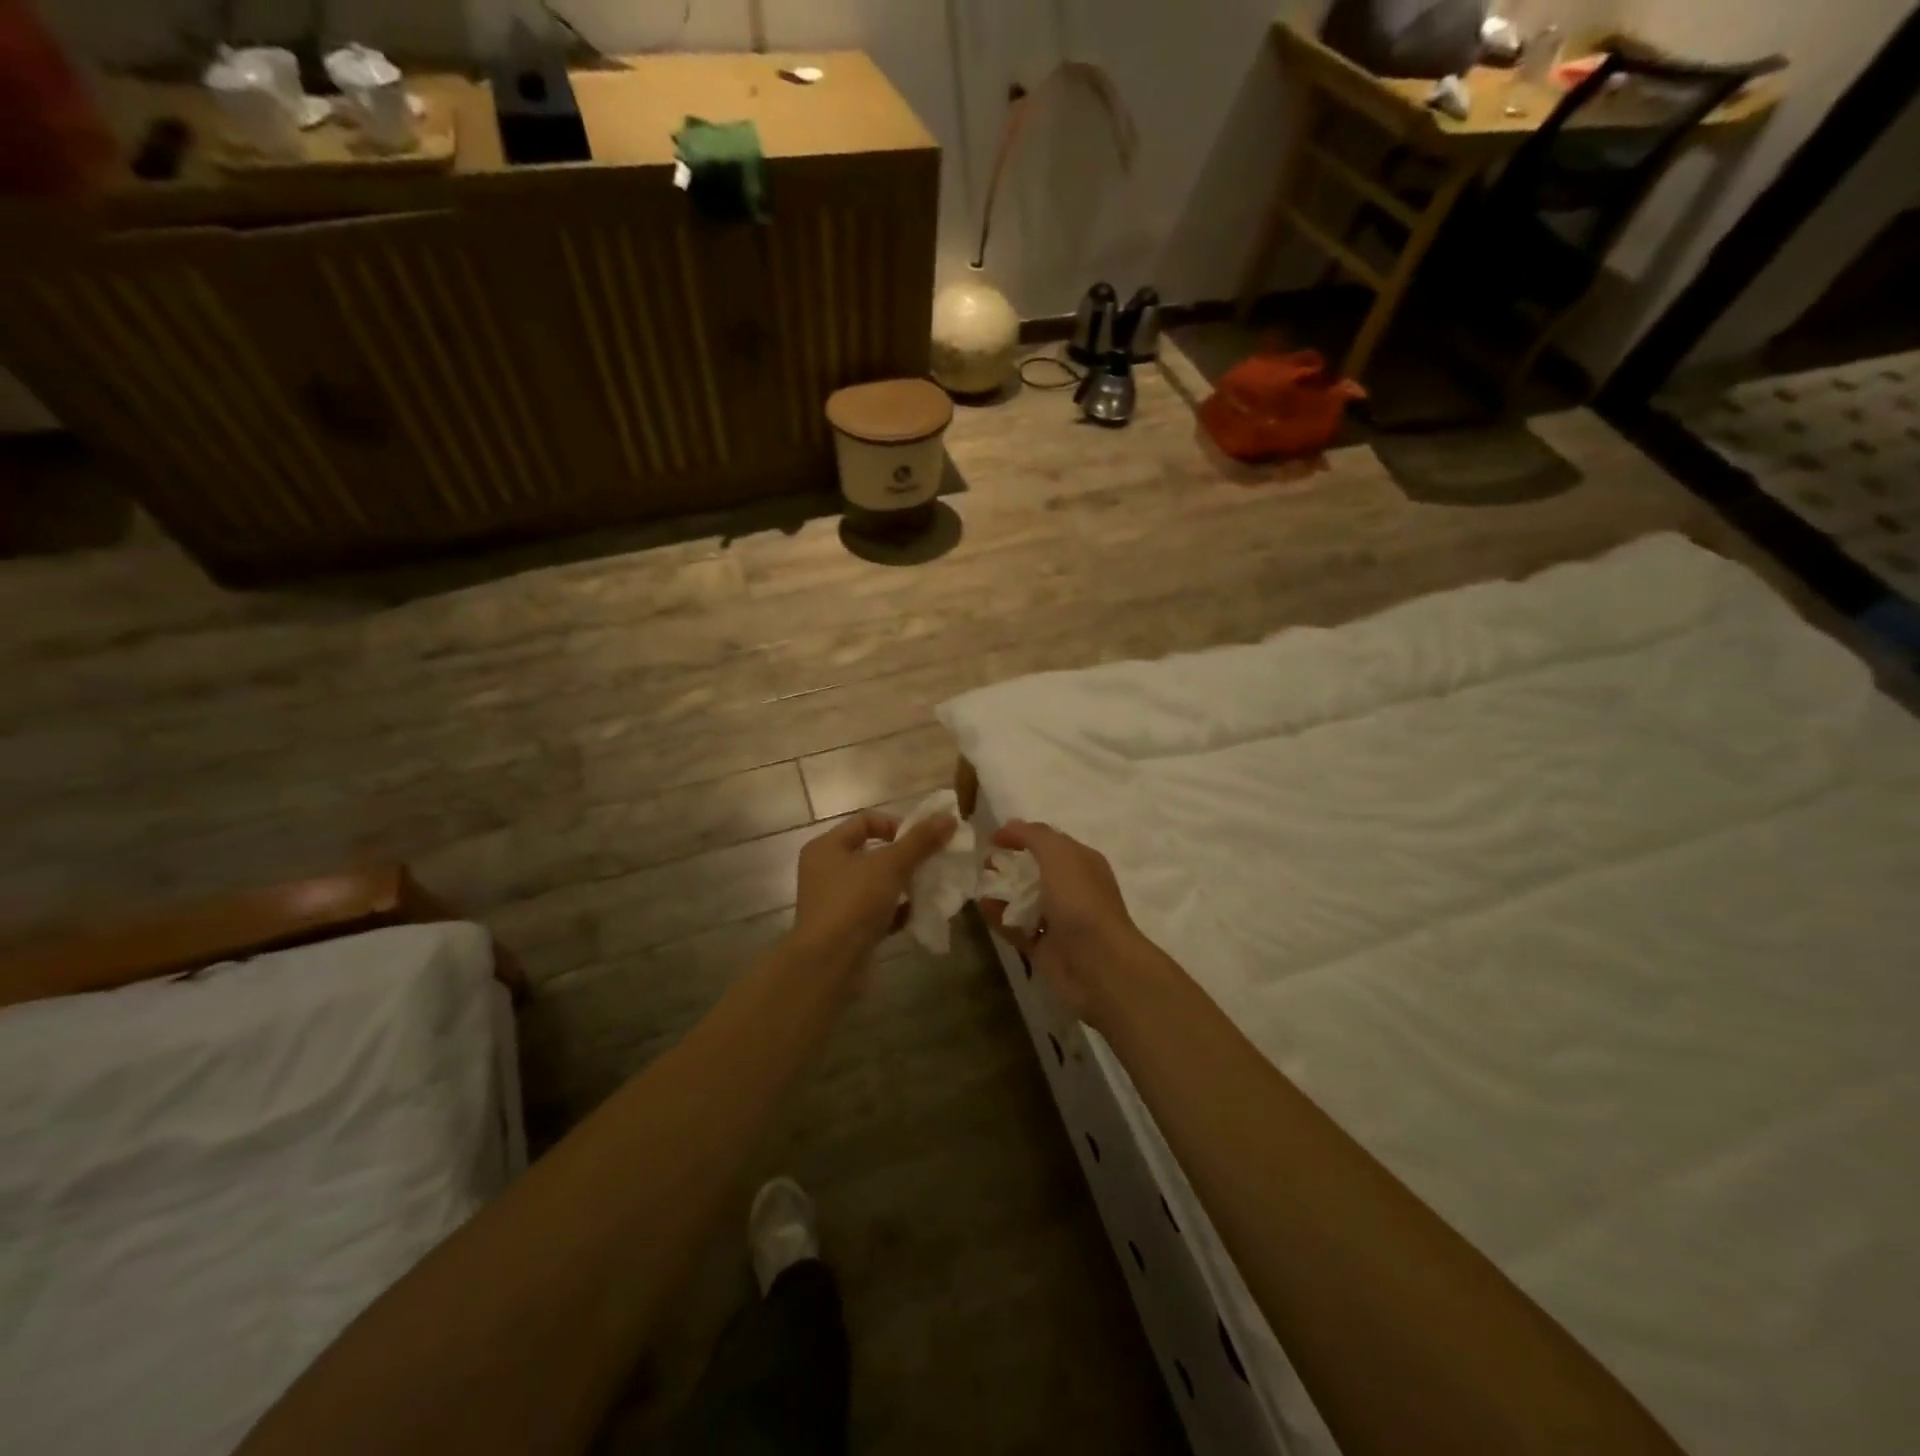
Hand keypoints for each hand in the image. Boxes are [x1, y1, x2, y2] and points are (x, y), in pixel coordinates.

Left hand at [791, 808, 956, 967]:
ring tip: (931, 887)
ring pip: (877, 884)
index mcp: (827, 847)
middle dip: (905, 857)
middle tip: (933, 863)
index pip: (866, 821)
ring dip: (904, 885)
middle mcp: (826, 871)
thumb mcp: (890, 866)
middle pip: (873, 853)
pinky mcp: (847, 930)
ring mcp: (836, 902)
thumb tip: (950, 817)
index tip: (923, 841)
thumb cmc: (853, 904)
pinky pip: (877, 912)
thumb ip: (920, 841)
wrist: (829, 966)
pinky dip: (898, 911)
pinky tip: (920, 914)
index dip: (897, 825)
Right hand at [980, 820, 1147, 1024]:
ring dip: (1002, 891)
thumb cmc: (1080, 901)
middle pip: (1035, 870)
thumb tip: (1008, 826)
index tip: (992, 838)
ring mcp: (1058, 919)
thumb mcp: (1058, 854)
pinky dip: (999, 917)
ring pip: (1024, 899)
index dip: (1021, 835)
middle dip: (1009, 864)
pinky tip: (982, 908)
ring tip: (977, 884)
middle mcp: (1071, 888)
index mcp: (1081, 862)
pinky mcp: (1043, 946)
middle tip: (983, 862)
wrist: (1098, 964)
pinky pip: (1016, 927)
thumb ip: (1032, 835)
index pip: (1049, 841)